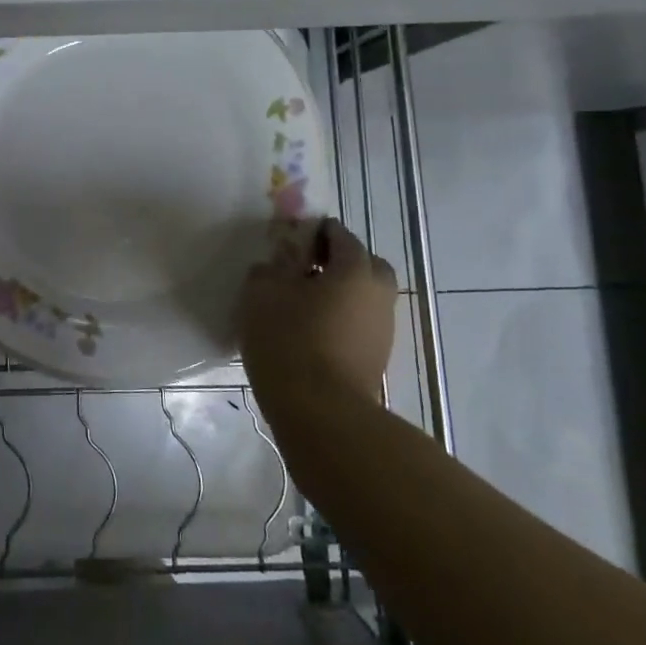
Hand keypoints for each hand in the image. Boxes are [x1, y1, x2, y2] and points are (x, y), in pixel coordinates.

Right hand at [237, 218, 397, 405]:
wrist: (321, 412)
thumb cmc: (289, 340)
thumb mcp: (262, 292)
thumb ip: (270, 267)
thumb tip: (279, 261)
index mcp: (355, 269)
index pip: (339, 234)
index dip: (313, 232)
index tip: (289, 241)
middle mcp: (378, 293)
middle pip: (362, 264)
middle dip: (336, 262)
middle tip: (302, 271)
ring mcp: (383, 329)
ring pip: (363, 296)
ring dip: (338, 293)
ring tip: (301, 304)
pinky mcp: (377, 358)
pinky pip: (359, 323)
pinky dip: (340, 319)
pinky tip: (311, 331)